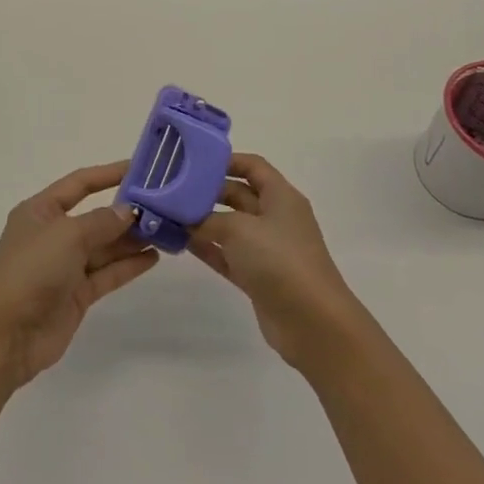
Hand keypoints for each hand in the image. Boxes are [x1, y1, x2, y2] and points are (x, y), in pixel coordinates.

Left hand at [0, 161, 159, 389]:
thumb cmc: (32, 270)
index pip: (79, 183)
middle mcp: (53, 234)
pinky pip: (107, 273)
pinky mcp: (76, 295)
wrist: (7, 334)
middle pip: (95, 216)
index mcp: (41, 210)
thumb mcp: (67, 235)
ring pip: (104, 247)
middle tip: (163, 206)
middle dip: (126, 212)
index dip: (108, 174)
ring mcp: (65, 266)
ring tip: (166, 230)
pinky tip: (153, 257)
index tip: (139, 168)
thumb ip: (102, 221)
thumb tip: (128, 211)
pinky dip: (128, 265)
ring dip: (132, 239)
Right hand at [188, 154, 363, 369]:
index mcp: (281, 197)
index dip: (226, 160)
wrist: (313, 323)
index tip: (193, 161)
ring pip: (230, 227)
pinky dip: (208, 248)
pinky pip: (228, 255)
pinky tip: (181, 242)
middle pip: (238, 195)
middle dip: (208, 191)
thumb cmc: (279, 260)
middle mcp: (275, 218)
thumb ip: (206, 219)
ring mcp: (267, 250)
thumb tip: (183, 218)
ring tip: (170, 214)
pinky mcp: (258, 277)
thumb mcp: (238, 229)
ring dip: (203, 221)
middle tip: (173, 189)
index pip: (253, 166)